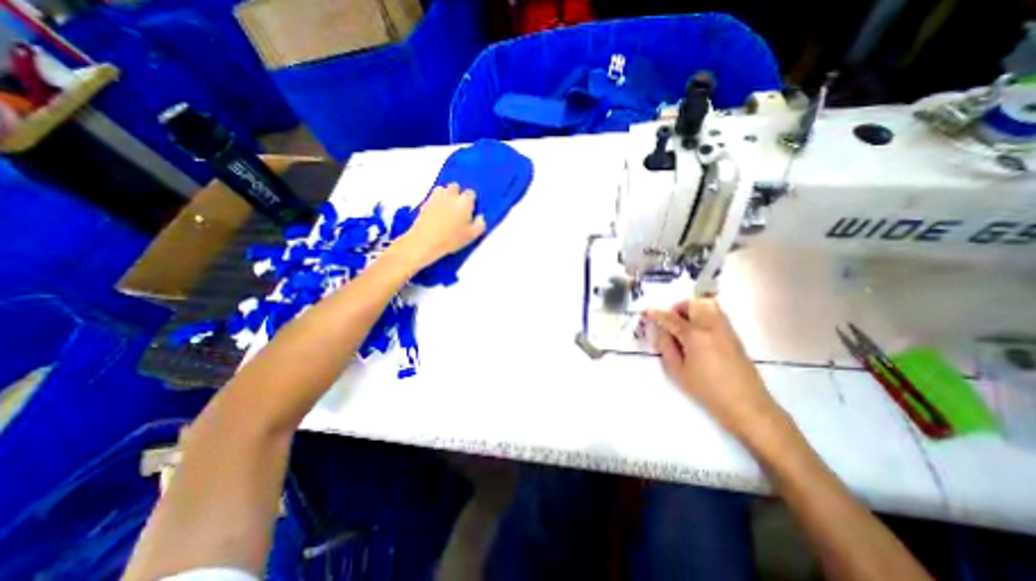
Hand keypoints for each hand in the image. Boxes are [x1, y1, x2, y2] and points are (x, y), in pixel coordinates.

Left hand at [398, 181, 486, 266]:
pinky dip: (436, 202)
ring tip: (447, 209)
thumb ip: (480, 225)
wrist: (425, 241)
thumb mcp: (472, 236)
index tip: (470, 210)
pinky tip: (436, 214)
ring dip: (446, 195)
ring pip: (442, 190)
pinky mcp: (424, 202)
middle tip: (459, 209)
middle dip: (458, 194)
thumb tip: (480, 218)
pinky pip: (432, 198)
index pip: (471, 193)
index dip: (471, 201)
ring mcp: (435, 197)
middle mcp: (450, 194)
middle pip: (455, 187)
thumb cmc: (451, 239)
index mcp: (464, 201)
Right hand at [645, 299, 786, 440]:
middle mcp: (711, 326)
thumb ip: (666, 348)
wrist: (747, 405)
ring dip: (693, 309)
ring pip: (708, 305)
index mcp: (695, 335)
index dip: (657, 314)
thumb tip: (660, 332)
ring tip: (684, 325)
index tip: (647, 311)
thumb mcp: (678, 371)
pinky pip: (717, 315)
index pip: (671, 318)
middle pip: (694, 303)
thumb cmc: (707, 390)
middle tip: (670, 320)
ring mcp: (726, 330)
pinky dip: (704, 315)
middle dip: (678, 307)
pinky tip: (698, 334)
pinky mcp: (734, 336)